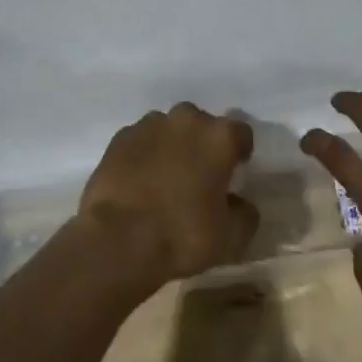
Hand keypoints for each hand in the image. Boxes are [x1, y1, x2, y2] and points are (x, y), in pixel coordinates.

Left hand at [78, 102, 258, 287]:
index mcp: (219, 137)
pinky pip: (140, 141)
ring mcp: (149, 125)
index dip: (239, 151)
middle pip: (201, 125)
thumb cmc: (182, 235)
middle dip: (202, 144)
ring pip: (168, 130)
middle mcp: (186, 120)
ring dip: (171, 146)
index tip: (235, 171)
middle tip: (198, 175)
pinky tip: (139, 182)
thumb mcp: (230, 237)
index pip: (241, 133)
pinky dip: (143, 155)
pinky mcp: (119, 138)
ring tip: (165, 179)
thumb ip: (244, 213)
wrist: (117, 241)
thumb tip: (239, 203)